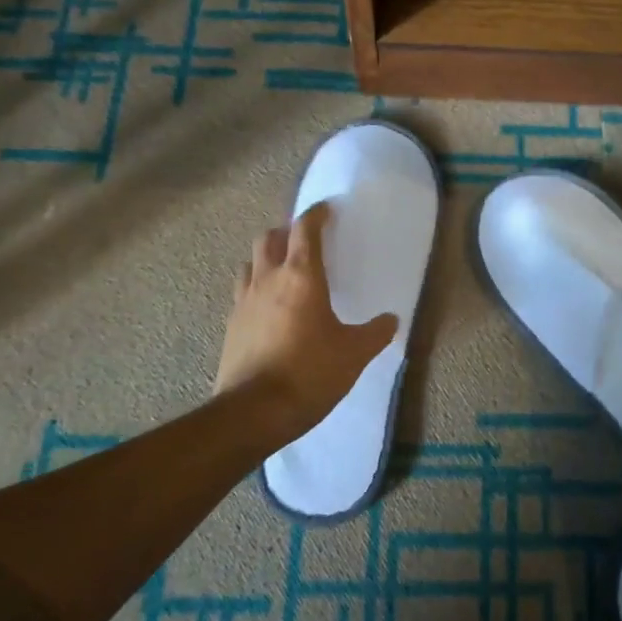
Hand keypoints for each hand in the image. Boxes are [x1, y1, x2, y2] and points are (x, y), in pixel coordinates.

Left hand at [214, 201, 398, 441]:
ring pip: (251, 262)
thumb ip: (375, 333)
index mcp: (302, 276)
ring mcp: (244, 300)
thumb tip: (391, 320)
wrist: (254, 411)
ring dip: (266, 257)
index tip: (326, 209)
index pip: (305, 229)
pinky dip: (255, 287)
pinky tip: (267, 307)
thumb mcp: (353, 354)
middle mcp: (269, 279)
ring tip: (282, 270)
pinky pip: (242, 292)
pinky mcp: (231, 324)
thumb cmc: (310, 373)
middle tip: (303, 240)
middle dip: (286, 232)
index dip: (316, 214)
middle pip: (270, 238)